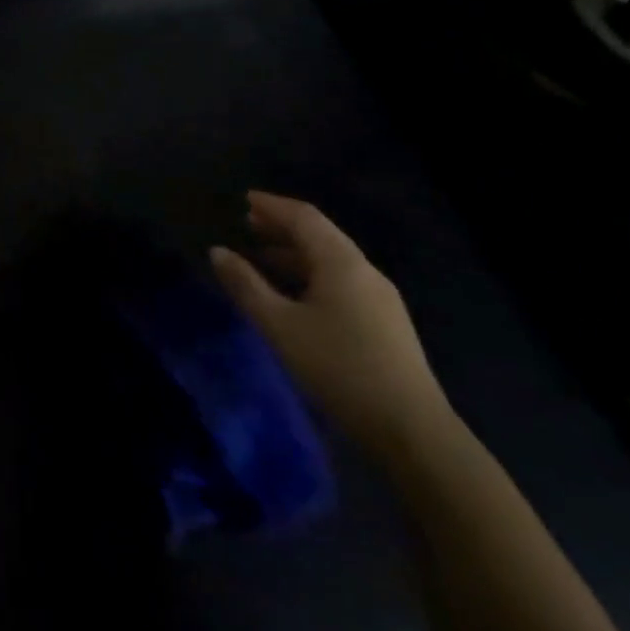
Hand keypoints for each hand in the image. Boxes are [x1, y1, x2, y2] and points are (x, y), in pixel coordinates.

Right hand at [210, 192, 454, 464]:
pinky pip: (341, 282)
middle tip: (248, 224)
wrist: (412, 431)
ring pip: (332, 261)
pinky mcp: (386, 324)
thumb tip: (217, 251)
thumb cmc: (338, 368)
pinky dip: (311, 275)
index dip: (272, 205)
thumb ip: (245, 285)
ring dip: (295, 253)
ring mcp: (380, 299)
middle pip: (321, 235)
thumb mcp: (279, 325)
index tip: (244, 199)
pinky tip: (295, 294)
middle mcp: (365, 271)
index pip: (304, 218)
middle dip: (283, 227)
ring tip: (262, 258)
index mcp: (341, 263)